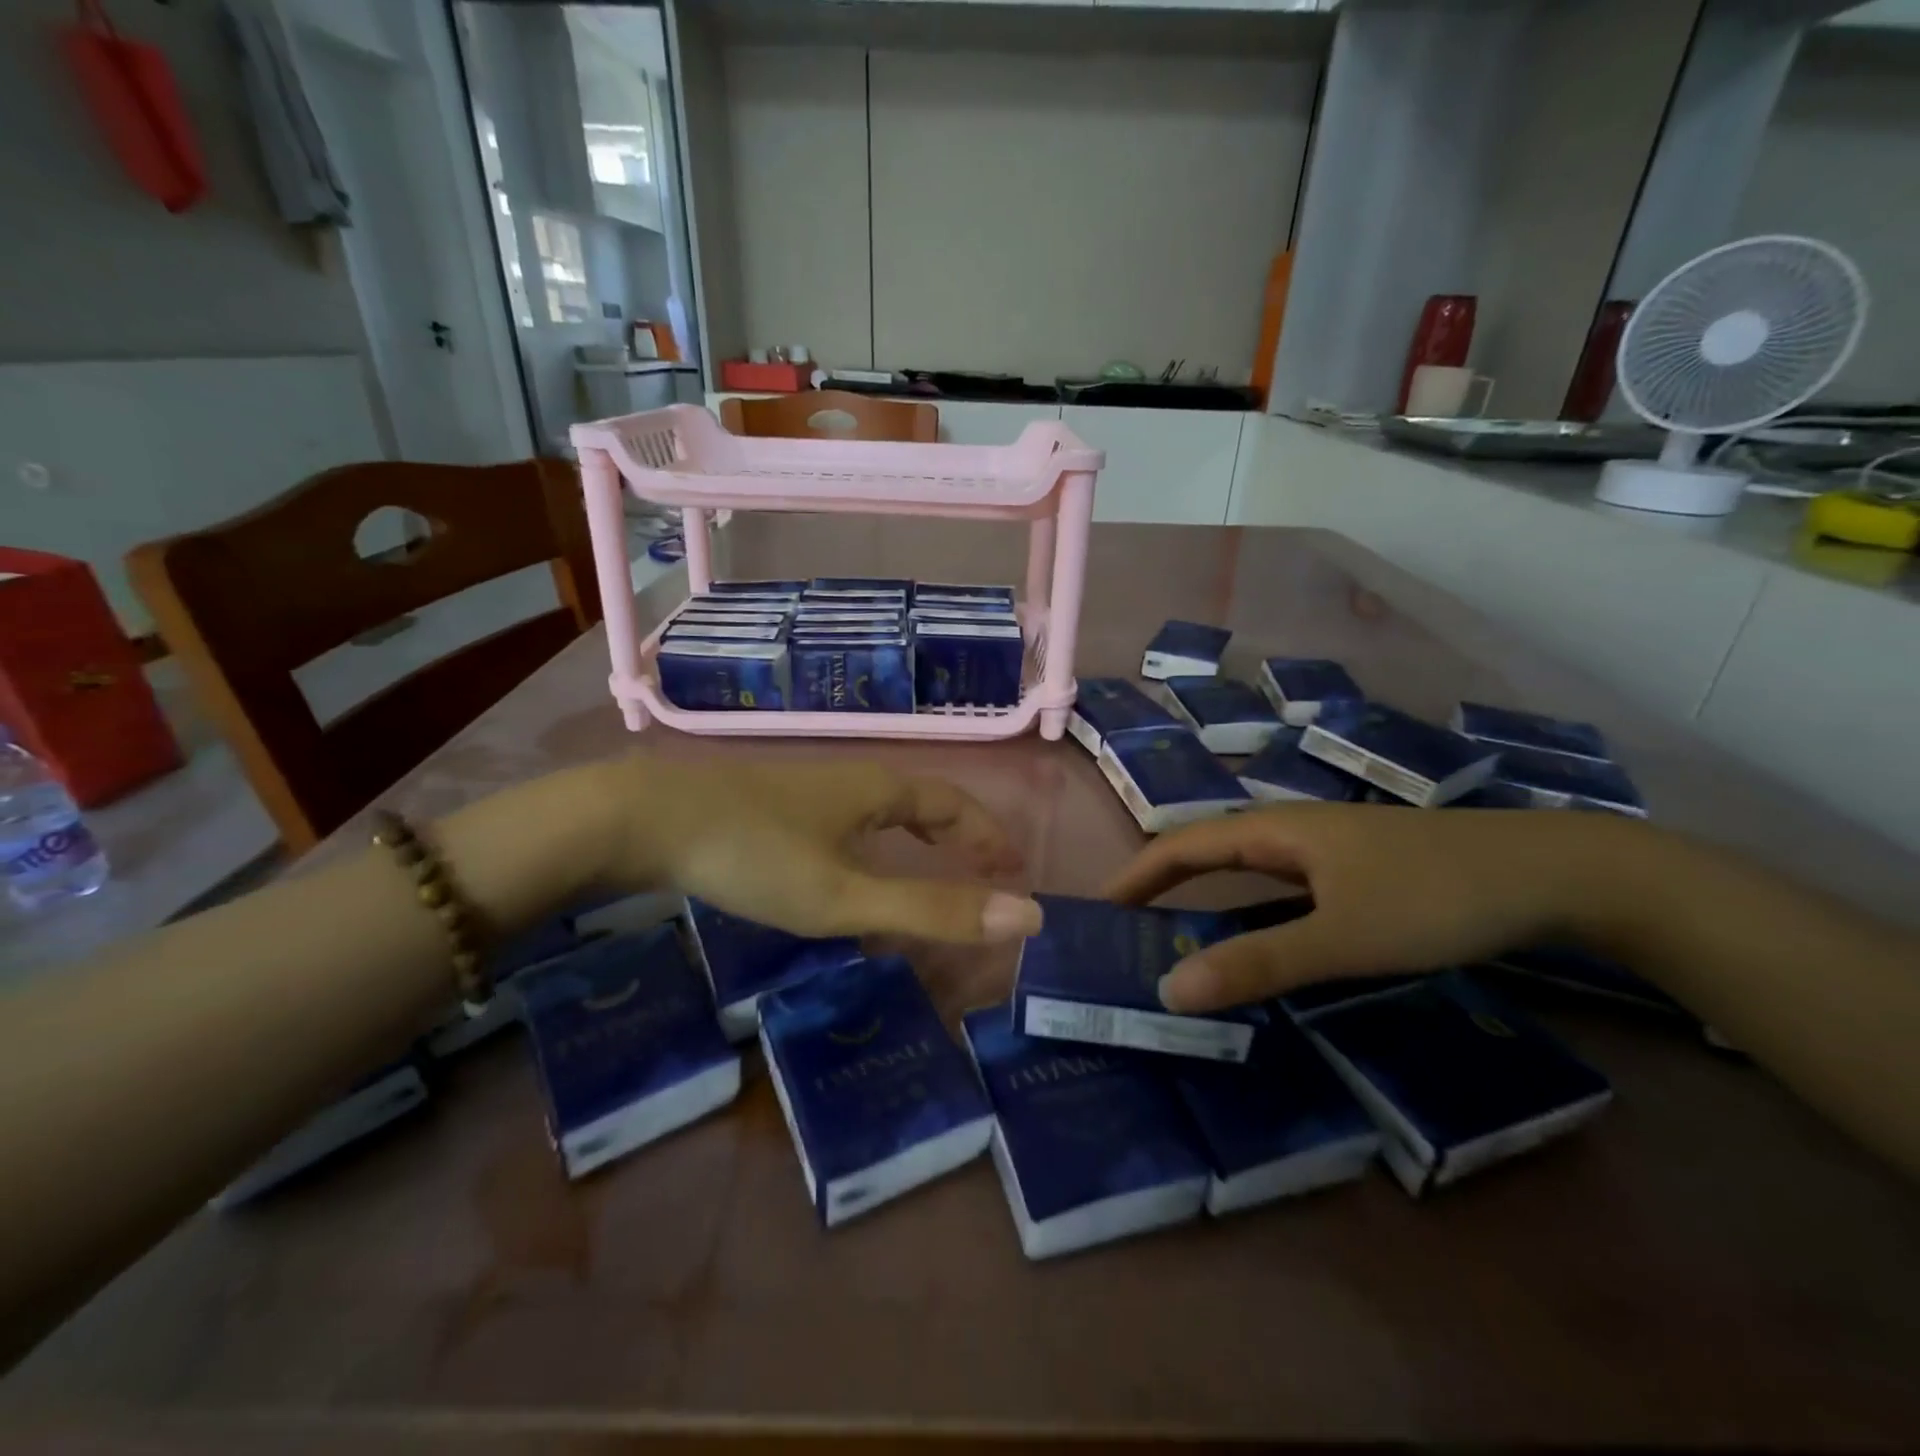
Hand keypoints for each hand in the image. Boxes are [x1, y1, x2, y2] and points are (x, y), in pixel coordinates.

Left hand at [595, 756, 1042, 945]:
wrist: (646, 818)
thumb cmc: (755, 855)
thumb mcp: (845, 897)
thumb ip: (930, 911)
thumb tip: (1026, 917)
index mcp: (880, 790)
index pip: (955, 805)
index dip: (989, 836)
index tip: (1014, 869)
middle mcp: (852, 779)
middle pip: (924, 800)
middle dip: (961, 833)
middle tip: (986, 869)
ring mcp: (810, 788)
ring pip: (883, 807)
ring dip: (919, 833)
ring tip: (932, 863)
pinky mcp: (775, 802)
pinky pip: (849, 816)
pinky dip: (877, 837)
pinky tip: (853, 861)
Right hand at [1104, 803, 1629, 1011]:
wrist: (1554, 874)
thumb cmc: (1435, 896)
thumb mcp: (1343, 937)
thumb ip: (1258, 963)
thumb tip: (1170, 990)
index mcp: (1276, 831)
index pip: (1182, 846)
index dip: (1136, 875)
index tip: (1099, 910)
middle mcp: (1292, 833)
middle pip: (1209, 855)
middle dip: (1163, 890)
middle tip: (1129, 936)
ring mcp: (1328, 852)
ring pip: (1248, 875)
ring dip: (1207, 905)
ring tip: (1178, 946)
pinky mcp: (1359, 874)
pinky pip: (1284, 893)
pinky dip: (1253, 917)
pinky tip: (1261, 947)